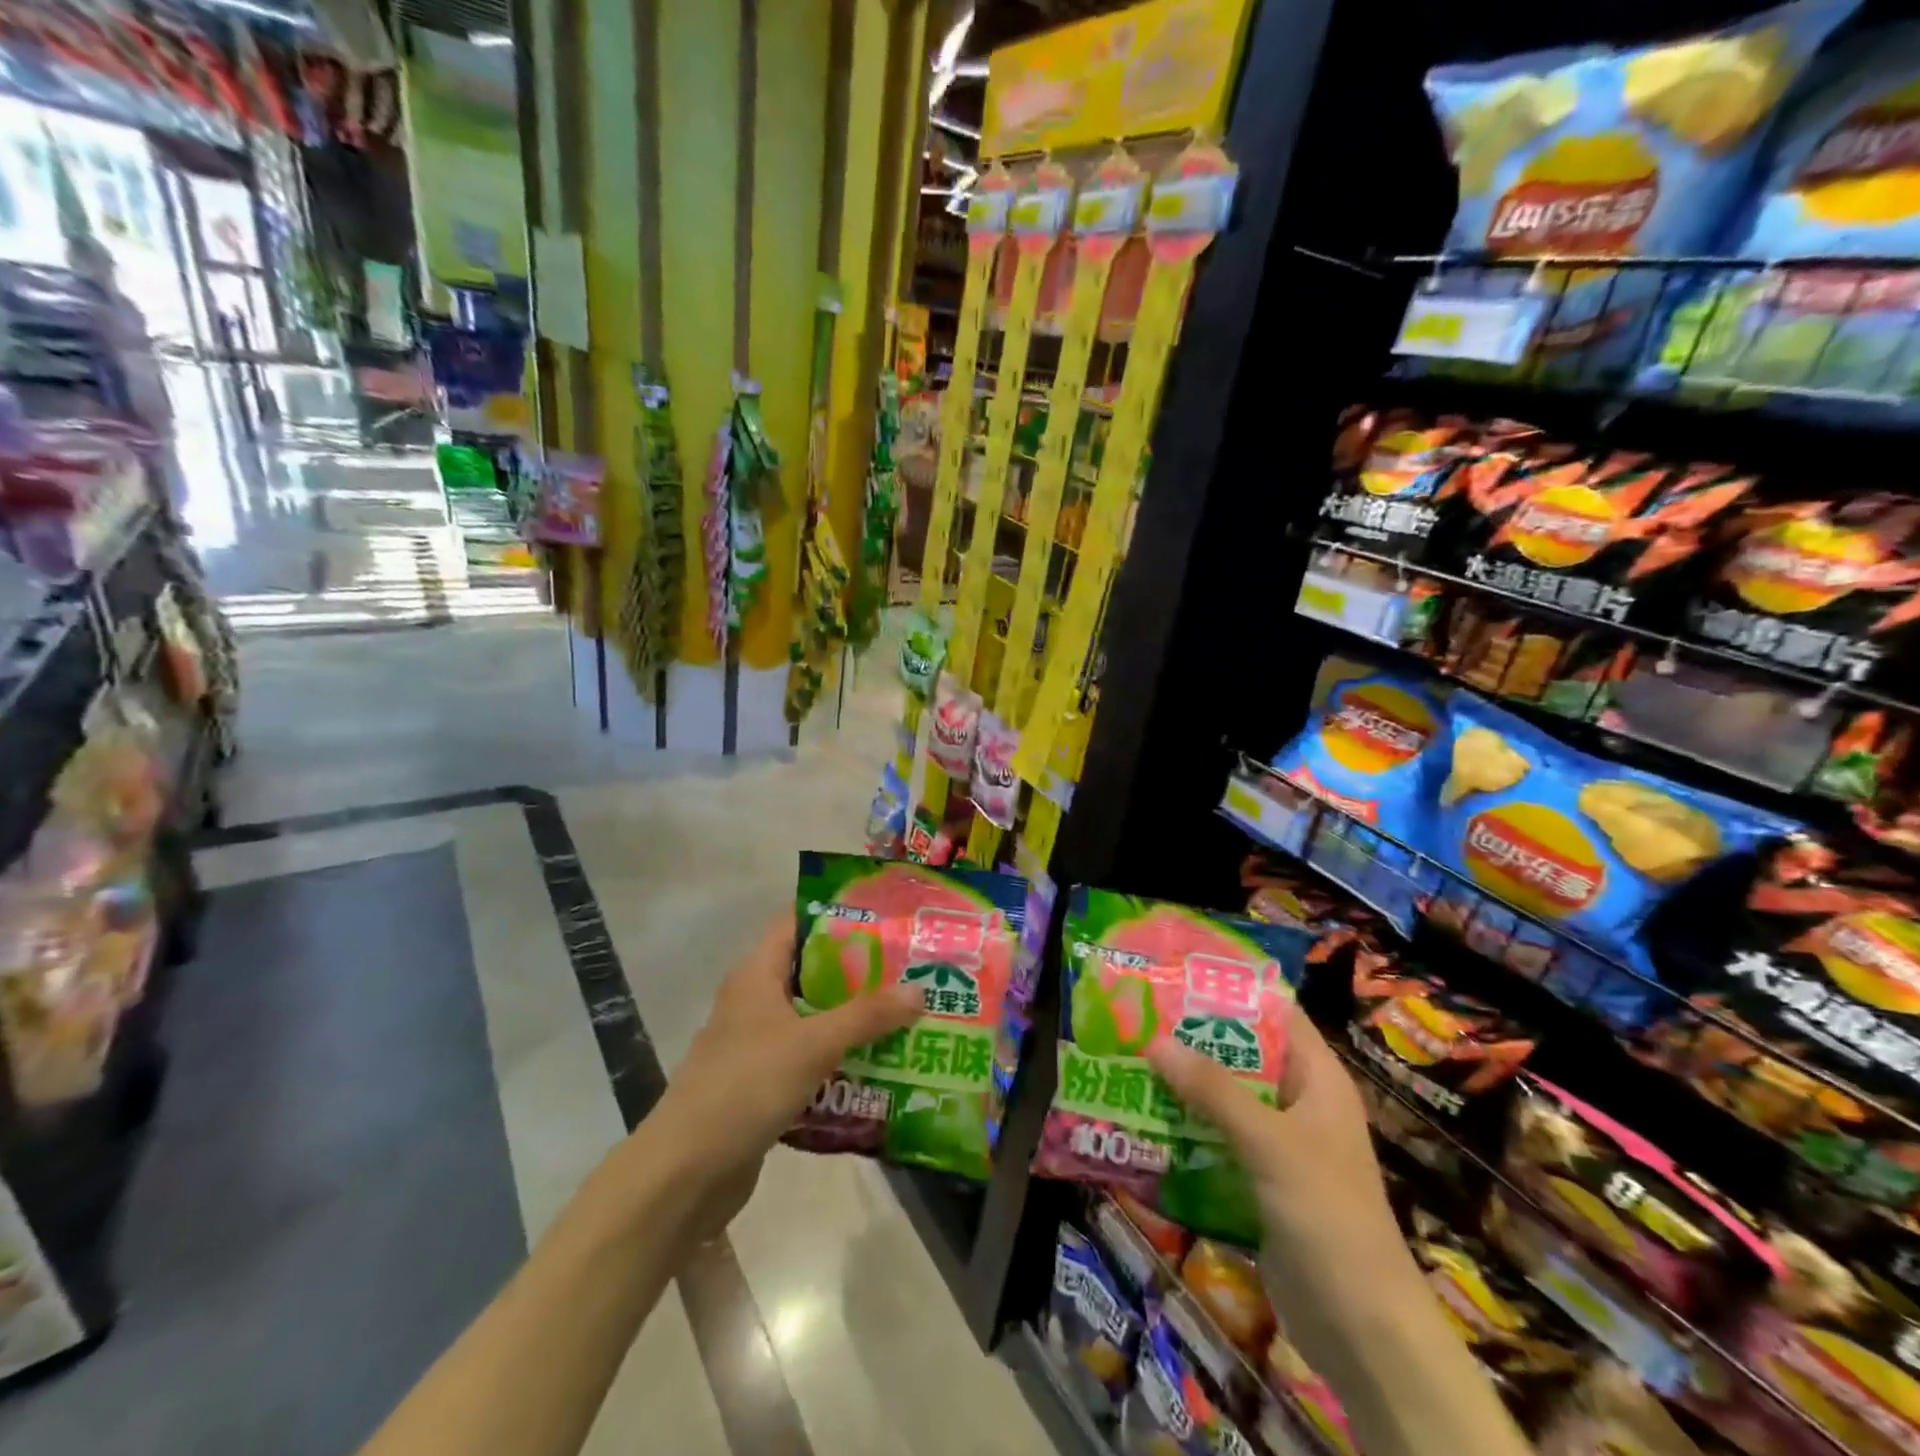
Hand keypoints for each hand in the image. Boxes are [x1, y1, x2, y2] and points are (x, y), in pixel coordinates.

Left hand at [645, 919, 922, 1231]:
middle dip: (859, 969)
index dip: (837, 914)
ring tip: (905, 1012)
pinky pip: (809, 1056)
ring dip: (853, 1016)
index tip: (884, 916)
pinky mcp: (762, 1082)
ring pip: (813, 1016)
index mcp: (756, 974)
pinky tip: (878, 1063)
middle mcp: (755, 1000)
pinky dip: (839, 1056)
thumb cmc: (746, 1086)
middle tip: (909, 966)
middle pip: (812, 970)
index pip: (796, 922)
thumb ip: (867, 1015)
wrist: (686, 1172)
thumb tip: (920, 990)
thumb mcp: (813, 1044)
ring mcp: (757, 1043)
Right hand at [1147, 1006, 1406, 1314]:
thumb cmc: (1327, 1215)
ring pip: (1224, 1098)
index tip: (1176, 975)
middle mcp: (1298, 1102)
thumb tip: (1154, 1040)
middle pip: (1241, 1055)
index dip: (1230, 992)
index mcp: (1317, 1079)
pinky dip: (1186, 1127)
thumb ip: (1213, 1090)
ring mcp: (1279, 1143)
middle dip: (1192, 1039)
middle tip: (1138, 1017)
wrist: (1361, 1329)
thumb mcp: (1270, 1143)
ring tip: (1129, 1059)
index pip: (1274, 1014)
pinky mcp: (1259, 1179)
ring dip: (1183, 1085)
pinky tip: (1143, 1118)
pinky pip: (1217, 1139)